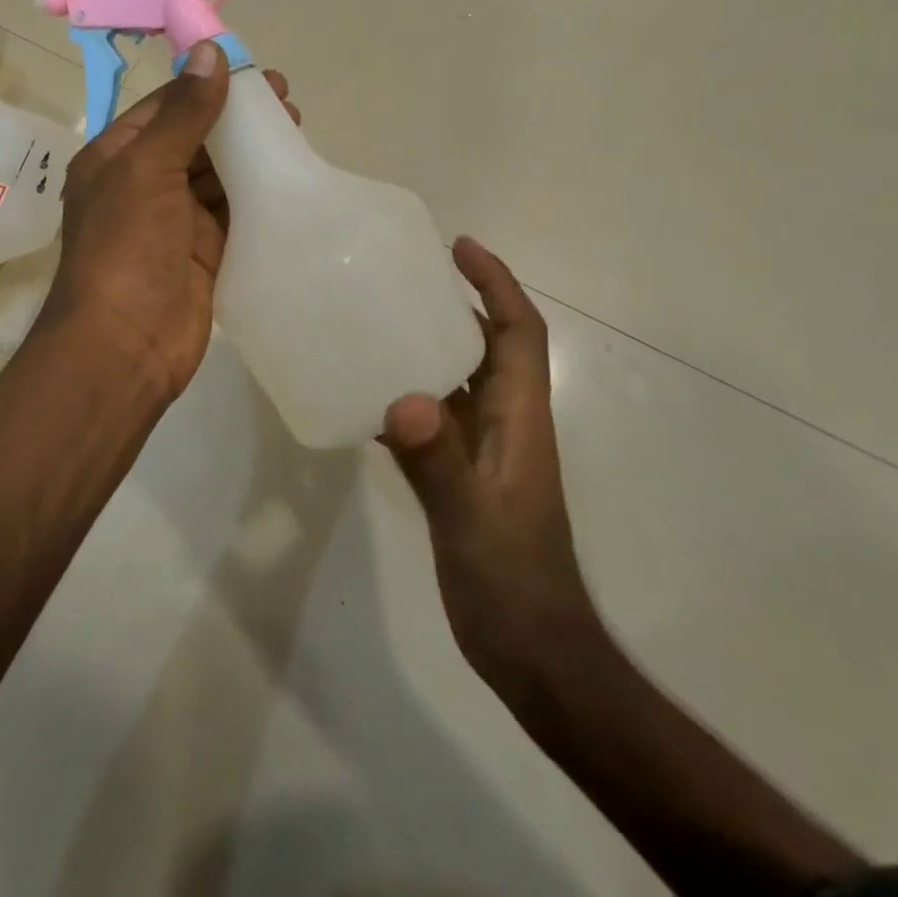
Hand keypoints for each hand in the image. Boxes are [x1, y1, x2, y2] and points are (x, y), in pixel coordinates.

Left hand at [42, 42, 298, 411]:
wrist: (124, 346)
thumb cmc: (126, 248)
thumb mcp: (148, 169)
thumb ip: (183, 113)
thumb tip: (209, 52)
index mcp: (117, 157)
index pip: (166, 106)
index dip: (207, 84)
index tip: (254, 71)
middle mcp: (143, 183)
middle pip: (195, 137)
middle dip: (237, 118)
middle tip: (288, 102)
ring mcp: (175, 220)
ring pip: (218, 174)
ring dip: (251, 153)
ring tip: (297, 131)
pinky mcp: (204, 251)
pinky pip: (233, 211)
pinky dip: (257, 193)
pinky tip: (289, 176)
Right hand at [384, 237, 602, 705]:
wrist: (532, 652)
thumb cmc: (513, 581)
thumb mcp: (473, 520)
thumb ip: (439, 461)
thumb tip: (403, 398)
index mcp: (520, 417)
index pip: (519, 331)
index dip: (497, 283)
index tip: (460, 247)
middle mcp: (504, 422)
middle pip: (487, 343)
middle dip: (459, 299)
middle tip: (406, 272)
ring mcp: (482, 449)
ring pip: (458, 376)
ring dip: (428, 341)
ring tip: (378, 315)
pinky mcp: (459, 474)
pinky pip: (432, 416)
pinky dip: (405, 392)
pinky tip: (365, 391)